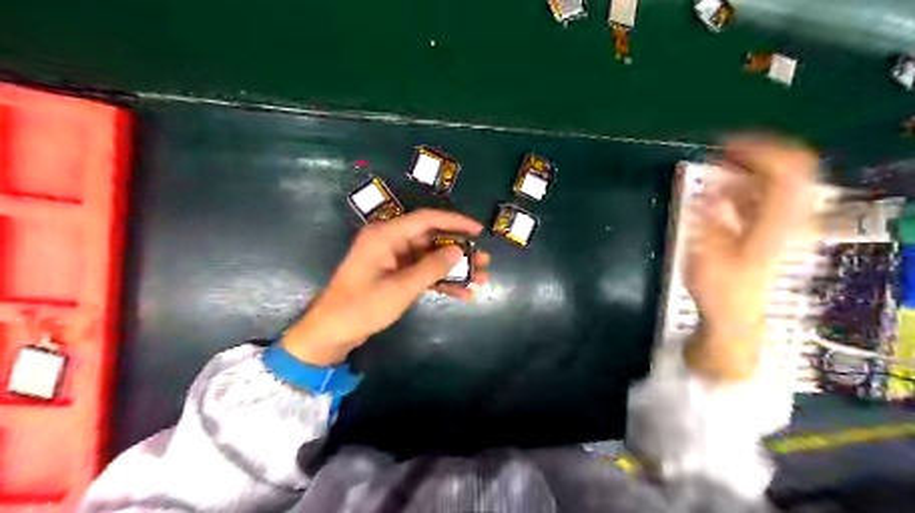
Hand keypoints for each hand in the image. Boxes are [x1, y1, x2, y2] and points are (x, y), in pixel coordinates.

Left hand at [284, 211, 493, 365]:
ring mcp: (392, 258)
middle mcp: (391, 241)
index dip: (456, 222)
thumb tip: (458, 250)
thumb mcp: (401, 287)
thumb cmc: (363, 306)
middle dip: (459, 250)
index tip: (479, 230)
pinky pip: (423, 272)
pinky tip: (463, 294)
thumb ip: (432, 267)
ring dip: (454, 268)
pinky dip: (441, 281)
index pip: (427, 219)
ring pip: (430, 257)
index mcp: (387, 235)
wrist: (332, 331)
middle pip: (432, 239)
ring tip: (481, 278)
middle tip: (485, 260)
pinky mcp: (394, 274)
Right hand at [683, 137, 817, 380]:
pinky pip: (766, 192)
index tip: (725, 145)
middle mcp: (788, 217)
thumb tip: (709, 192)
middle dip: (756, 153)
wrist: (735, 314)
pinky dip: (746, 183)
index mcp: (776, 222)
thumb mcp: (707, 256)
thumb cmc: (720, 290)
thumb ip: (710, 220)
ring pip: (778, 178)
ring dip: (748, 167)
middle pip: (791, 166)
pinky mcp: (772, 227)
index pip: (787, 169)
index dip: (759, 149)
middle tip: (723, 151)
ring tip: (717, 168)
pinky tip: (723, 191)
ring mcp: (782, 221)